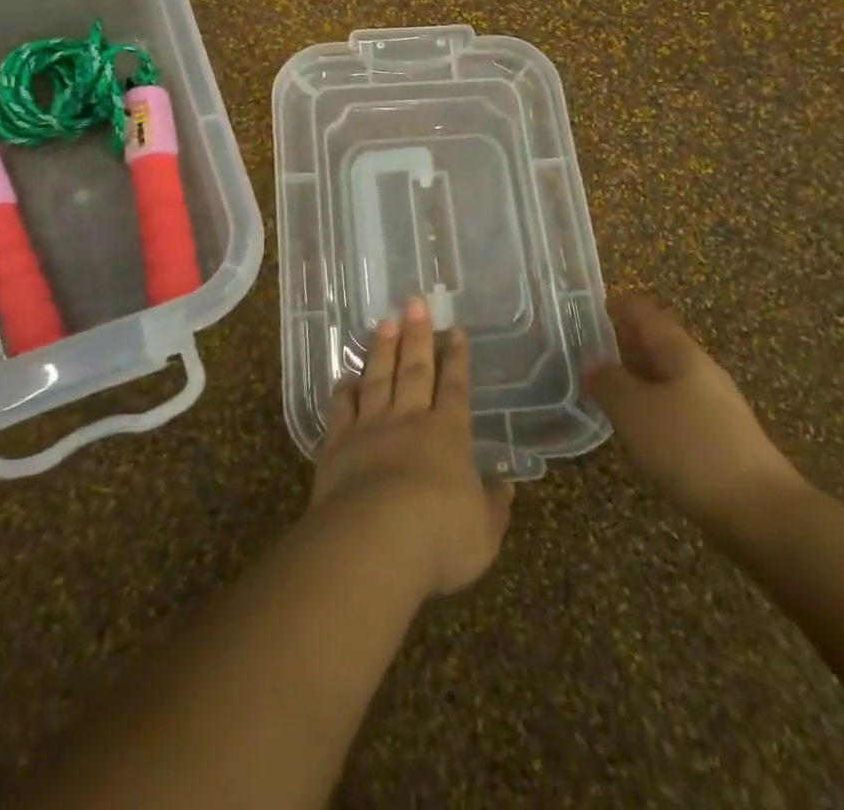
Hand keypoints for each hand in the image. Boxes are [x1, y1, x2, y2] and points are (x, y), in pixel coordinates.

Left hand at [311, 298, 513, 597]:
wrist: (374, 541)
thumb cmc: (439, 537)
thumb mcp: (483, 531)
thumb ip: (493, 506)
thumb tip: (506, 487)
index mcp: (447, 435)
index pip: (455, 387)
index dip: (457, 358)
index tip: (455, 329)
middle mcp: (409, 421)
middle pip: (414, 370)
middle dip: (417, 335)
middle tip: (414, 302)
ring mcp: (370, 428)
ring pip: (378, 379)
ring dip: (382, 350)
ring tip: (384, 322)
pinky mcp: (337, 445)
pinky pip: (341, 409)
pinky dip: (344, 391)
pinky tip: (345, 378)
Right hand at [584, 295, 804, 540]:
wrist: (764, 516)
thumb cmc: (692, 450)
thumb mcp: (636, 412)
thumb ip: (609, 383)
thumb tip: (592, 364)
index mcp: (683, 354)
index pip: (646, 314)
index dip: (618, 306)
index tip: (587, 307)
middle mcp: (702, 373)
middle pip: (658, 345)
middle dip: (624, 343)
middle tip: (586, 349)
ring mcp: (715, 408)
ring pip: (667, 379)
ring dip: (636, 377)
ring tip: (603, 388)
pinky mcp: (720, 441)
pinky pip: (676, 409)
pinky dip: (651, 408)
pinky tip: (636, 429)